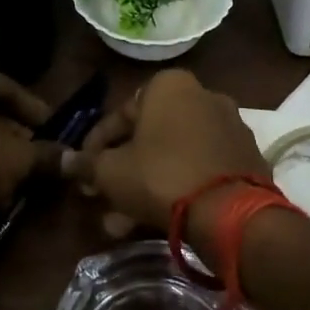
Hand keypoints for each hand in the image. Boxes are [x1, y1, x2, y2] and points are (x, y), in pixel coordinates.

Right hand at [63, 69, 269, 240]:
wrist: (232, 214)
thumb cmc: (162, 176)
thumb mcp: (112, 173)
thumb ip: (87, 164)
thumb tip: (63, 161)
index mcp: (169, 85)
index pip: (120, 113)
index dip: (96, 146)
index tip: (84, 173)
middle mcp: (202, 95)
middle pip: (149, 136)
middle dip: (122, 171)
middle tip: (102, 199)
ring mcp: (228, 126)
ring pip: (173, 156)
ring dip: (144, 185)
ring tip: (122, 223)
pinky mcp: (246, 157)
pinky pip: (199, 168)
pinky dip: (177, 188)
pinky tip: (156, 221)